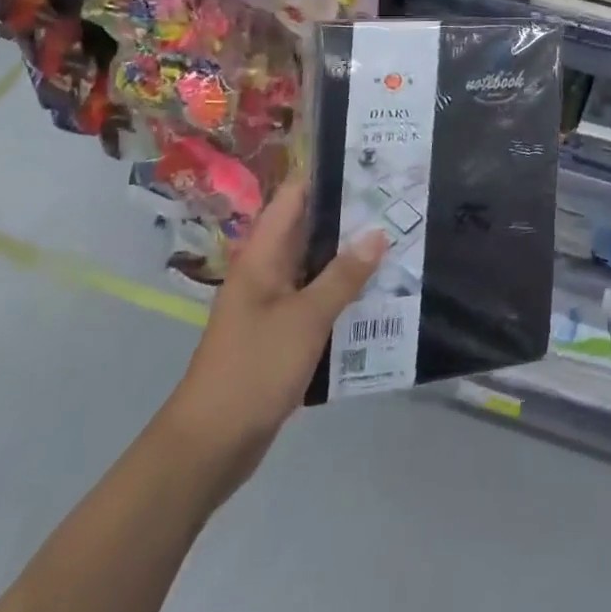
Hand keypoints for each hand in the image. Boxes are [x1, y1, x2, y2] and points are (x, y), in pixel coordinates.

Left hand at [158, 179, 387, 504]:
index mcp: (262, 256)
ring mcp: (273, 304)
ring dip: (351, 257)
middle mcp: (266, 272)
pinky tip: (380, 293)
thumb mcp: (305, 319)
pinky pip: (318, 299)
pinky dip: (344, 292)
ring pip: (317, 266)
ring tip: (401, 240)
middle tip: (399, 201)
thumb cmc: (253, 369)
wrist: (209, 446)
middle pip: (310, 230)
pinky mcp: (282, 333)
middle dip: (351, 216)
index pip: (294, 198)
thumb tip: (378, 232)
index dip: (328, 176)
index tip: (371, 165)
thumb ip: (343, 276)